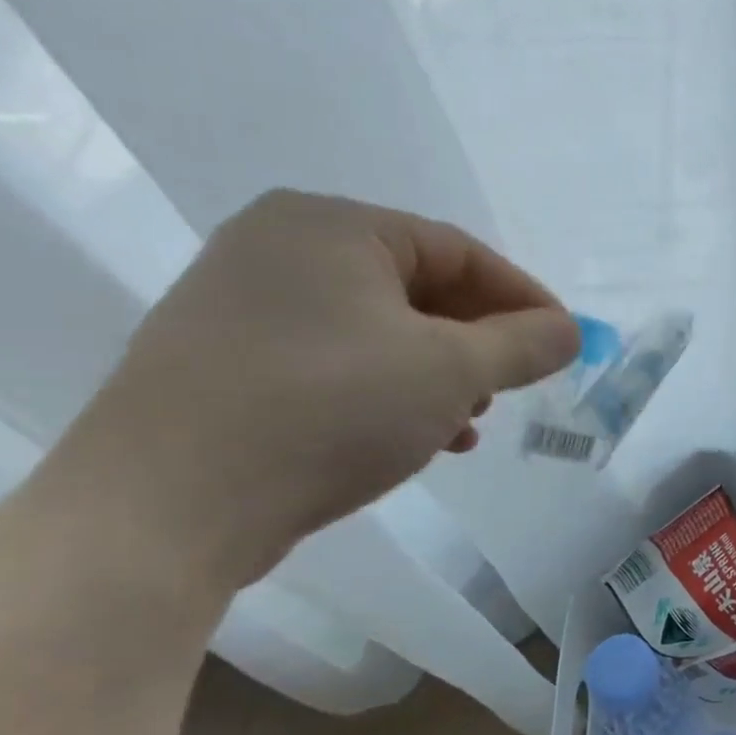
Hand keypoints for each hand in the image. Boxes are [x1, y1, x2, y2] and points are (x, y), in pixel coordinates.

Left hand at [49, 190, 579, 587]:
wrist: (165, 507)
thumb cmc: (329, 410)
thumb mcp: (451, 371)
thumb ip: (524, 344)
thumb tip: (570, 332)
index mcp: (332, 227)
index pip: (460, 251)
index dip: (524, 298)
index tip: (565, 343)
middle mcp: (280, 249)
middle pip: (420, 289)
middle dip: (479, 343)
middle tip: (515, 385)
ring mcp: (243, 306)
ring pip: (381, 332)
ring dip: (440, 375)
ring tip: (470, 421)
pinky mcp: (226, 362)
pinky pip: (338, 362)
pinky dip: (390, 392)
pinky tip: (419, 438)